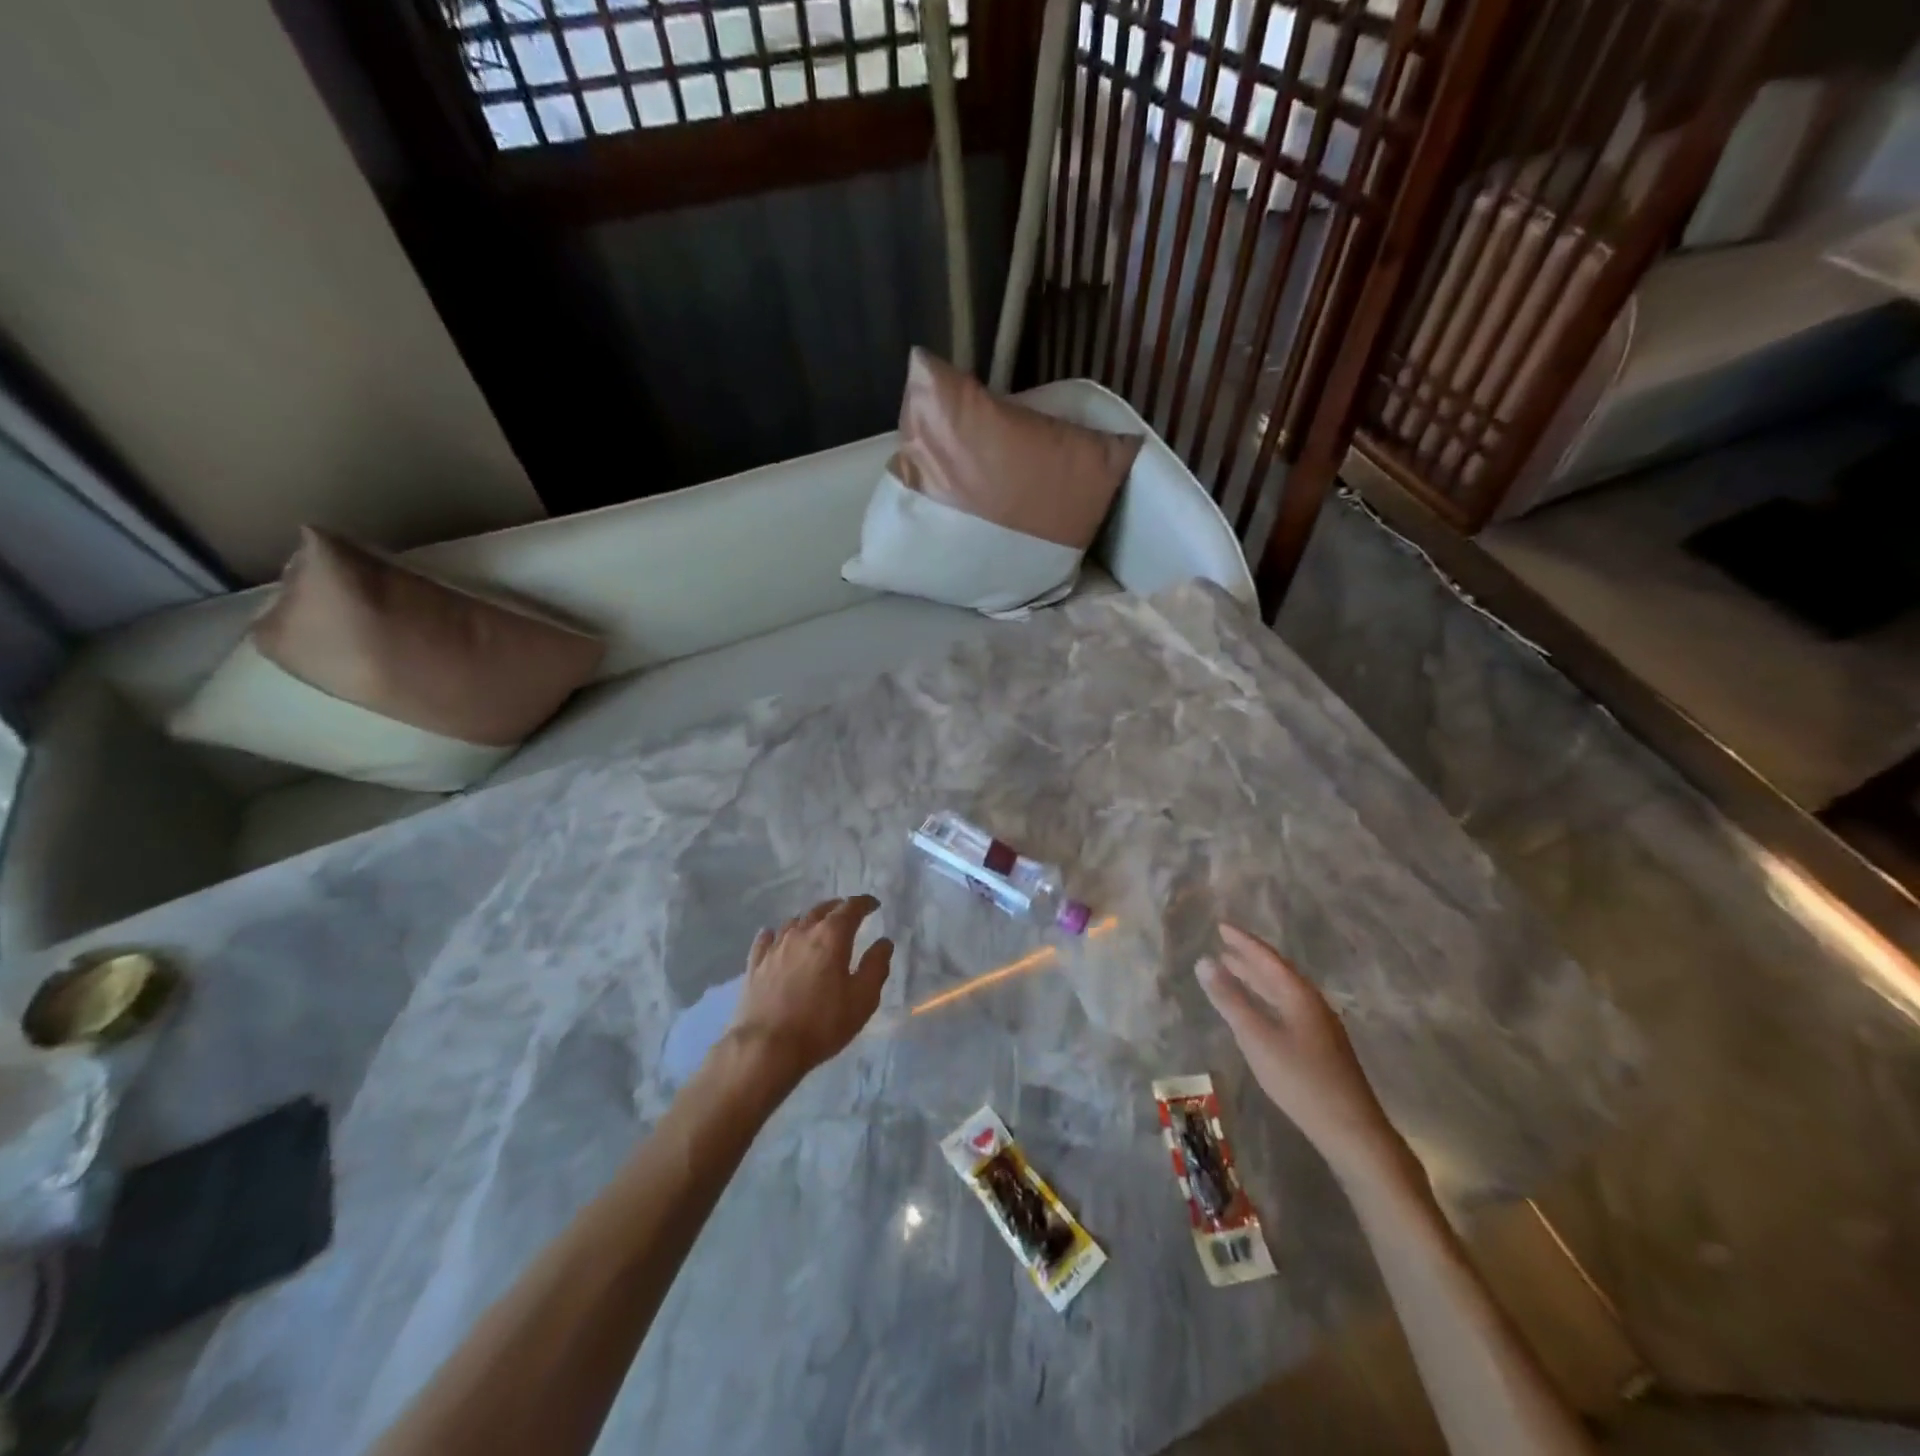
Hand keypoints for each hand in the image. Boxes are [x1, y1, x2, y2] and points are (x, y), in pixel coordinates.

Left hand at [730, 896, 892, 1082]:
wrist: (766, 1047)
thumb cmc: (822, 1023)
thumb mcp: (863, 999)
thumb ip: (876, 966)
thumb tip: (884, 942)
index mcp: (831, 936)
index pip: (851, 908)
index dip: (864, 903)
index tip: (874, 905)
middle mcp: (802, 932)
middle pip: (822, 910)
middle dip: (838, 908)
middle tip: (848, 914)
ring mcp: (775, 947)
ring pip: (794, 922)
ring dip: (810, 920)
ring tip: (817, 927)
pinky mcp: (755, 964)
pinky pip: (767, 939)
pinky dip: (776, 934)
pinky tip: (776, 938)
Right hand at [1197, 924, 1406, 1185]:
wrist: (1352, 1130)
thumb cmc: (1300, 1079)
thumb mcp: (1256, 1038)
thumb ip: (1229, 999)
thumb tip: (1204, 961)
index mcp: (1299, 994)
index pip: (1266, 957)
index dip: (1242, 941)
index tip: (1220, 925)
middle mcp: (1312, 1002)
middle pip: (1276, 972)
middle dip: (1249, 958)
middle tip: (1223, 946)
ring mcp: (1320, 1025)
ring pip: (1283, 991)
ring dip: (1258, 979)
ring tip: (1234, 971)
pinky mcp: (1321, 1045)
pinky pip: (1288, 1006)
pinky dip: (1267, 998)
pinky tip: (1259, 1010)